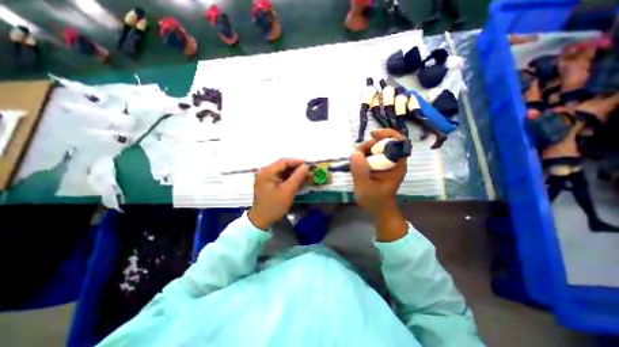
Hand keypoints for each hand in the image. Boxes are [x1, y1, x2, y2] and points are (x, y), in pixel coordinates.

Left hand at [245, 159, 305, 229]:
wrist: (261, 220)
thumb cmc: (275, 205)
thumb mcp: (288, 190)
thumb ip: (298, 176)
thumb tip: (306, 166)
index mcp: (267, 172)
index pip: (284, 162)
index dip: (297, 161)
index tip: (308, 164)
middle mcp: (264, 172)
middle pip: (282, 166)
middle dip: (295, 168)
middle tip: (307, 170)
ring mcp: (264, 177)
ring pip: (281, 171)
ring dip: (292, 173)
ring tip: (304, 176)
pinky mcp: (266, 183)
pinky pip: (279, 177)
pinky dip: (288, 179)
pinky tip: (296, 181)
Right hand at [351, 129, 408, 240]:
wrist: (377, 209)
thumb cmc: (374, 200)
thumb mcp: (365, 187)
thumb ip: (360, 171)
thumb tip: (356, 153)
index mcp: (397, 165)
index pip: (399, 142)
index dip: (387, 134)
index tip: (372, 135)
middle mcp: (394, 161)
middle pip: (384, 142)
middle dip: (369, 144)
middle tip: (357, 154)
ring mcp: (386, 163)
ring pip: (376, 147)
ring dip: (364, 150)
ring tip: (355, 161)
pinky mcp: (379, 165)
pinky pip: (371, 154)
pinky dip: (363, 154)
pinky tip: (357, 163)